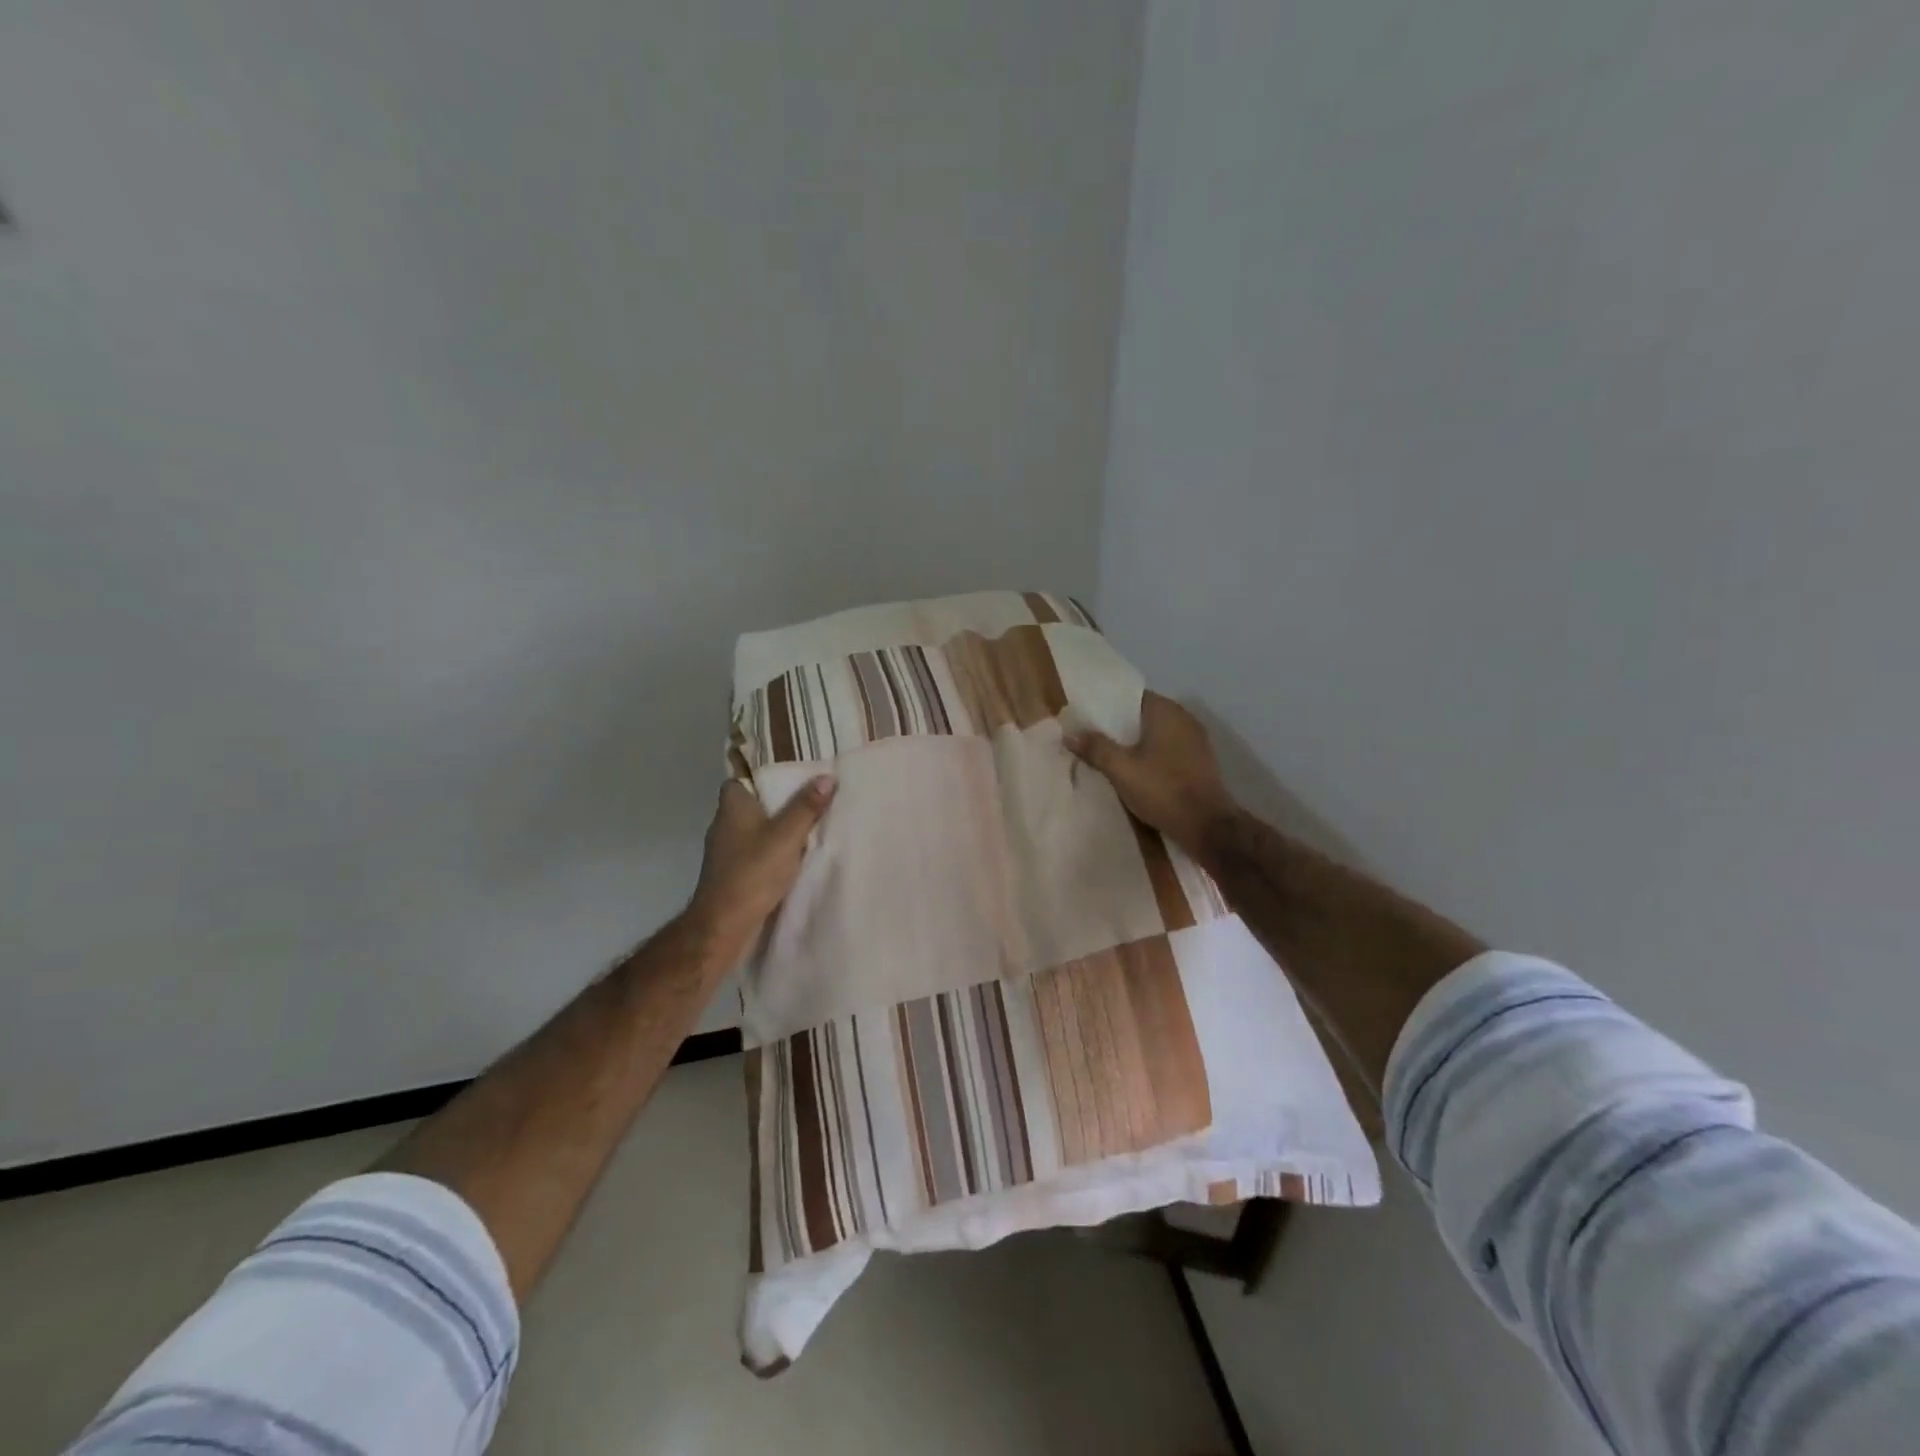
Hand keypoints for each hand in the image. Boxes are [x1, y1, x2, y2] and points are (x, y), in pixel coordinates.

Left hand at [687, 777, 834, 946]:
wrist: (725, 924)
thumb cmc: (752, 872)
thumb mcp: (787, 836)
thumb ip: (806, 807)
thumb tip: (827, 777)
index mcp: (732, 805)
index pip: (742, 776)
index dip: (764, 772)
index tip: (791, 769)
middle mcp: (725, 823)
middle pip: (753, 801)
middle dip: (778, 799)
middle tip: (811, 792)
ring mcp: (727, 849)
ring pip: (755, 827)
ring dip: (777, 825)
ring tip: (809, 820)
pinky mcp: (733, 871)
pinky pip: (756, 849)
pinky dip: (773, 847)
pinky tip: (795, 852)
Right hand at [1066, 692, 1237, 854]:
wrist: (1207, 826)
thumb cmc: (1163, 789)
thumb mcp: (1121, 769)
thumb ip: (1096, 748)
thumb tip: (1070, 734)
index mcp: (1166, 711)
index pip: (1132, 697)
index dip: (1109, 707)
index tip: (1088, 718)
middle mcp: (1184, 719)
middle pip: (1144, 716)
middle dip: (1120, 727)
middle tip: (1093, 738)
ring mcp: (1196, 741)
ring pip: (1157, 735)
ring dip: (1137, 744)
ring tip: (1111, 756)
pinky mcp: (1200, 762)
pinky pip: (1169, 751)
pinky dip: (1152, 757)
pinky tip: (1137, 772)